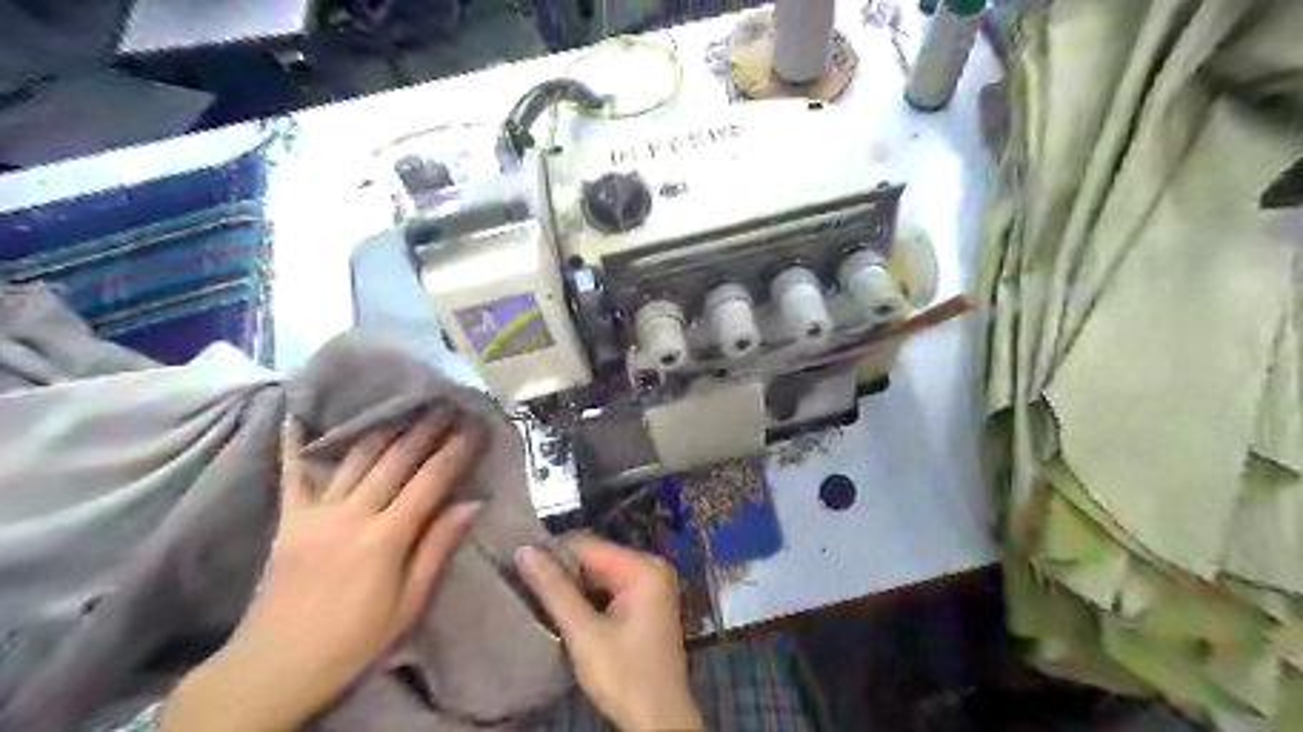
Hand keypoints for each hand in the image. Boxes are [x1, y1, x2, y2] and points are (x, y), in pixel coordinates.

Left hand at [159, 411, 484, 731]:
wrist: (272, 670)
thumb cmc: (354, 643)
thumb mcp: (409, 604)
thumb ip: (438, 548)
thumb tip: (473, 503)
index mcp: (385, 539)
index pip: (430, 481)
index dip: (456, 451)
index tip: (476, 426)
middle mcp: (351, 515)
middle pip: (396, 460)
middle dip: (426, 429)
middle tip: (448, 404)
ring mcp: (315, 514)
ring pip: (356, 458)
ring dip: (386, 428)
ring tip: (407, 405)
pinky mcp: (288, 520)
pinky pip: (292, 474)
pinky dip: (296, 443)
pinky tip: (298, 414)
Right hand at [516, 532, 709, 730]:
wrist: (660, 720)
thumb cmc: (624, 676)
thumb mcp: (584, 633)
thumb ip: (554, 590)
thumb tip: (524, 550)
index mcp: (643, 567)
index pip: (587, 545)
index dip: (553, 555)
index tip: (521, 571)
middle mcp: (652, 567)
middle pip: (595, 557)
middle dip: (563, 572)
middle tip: (530, 590)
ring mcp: (652, 584)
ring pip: (600, 573)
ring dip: (573, 586)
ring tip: (543, 601)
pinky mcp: (647, 602)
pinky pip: (610, 587)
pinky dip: (589, 598)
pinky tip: (567, 612)